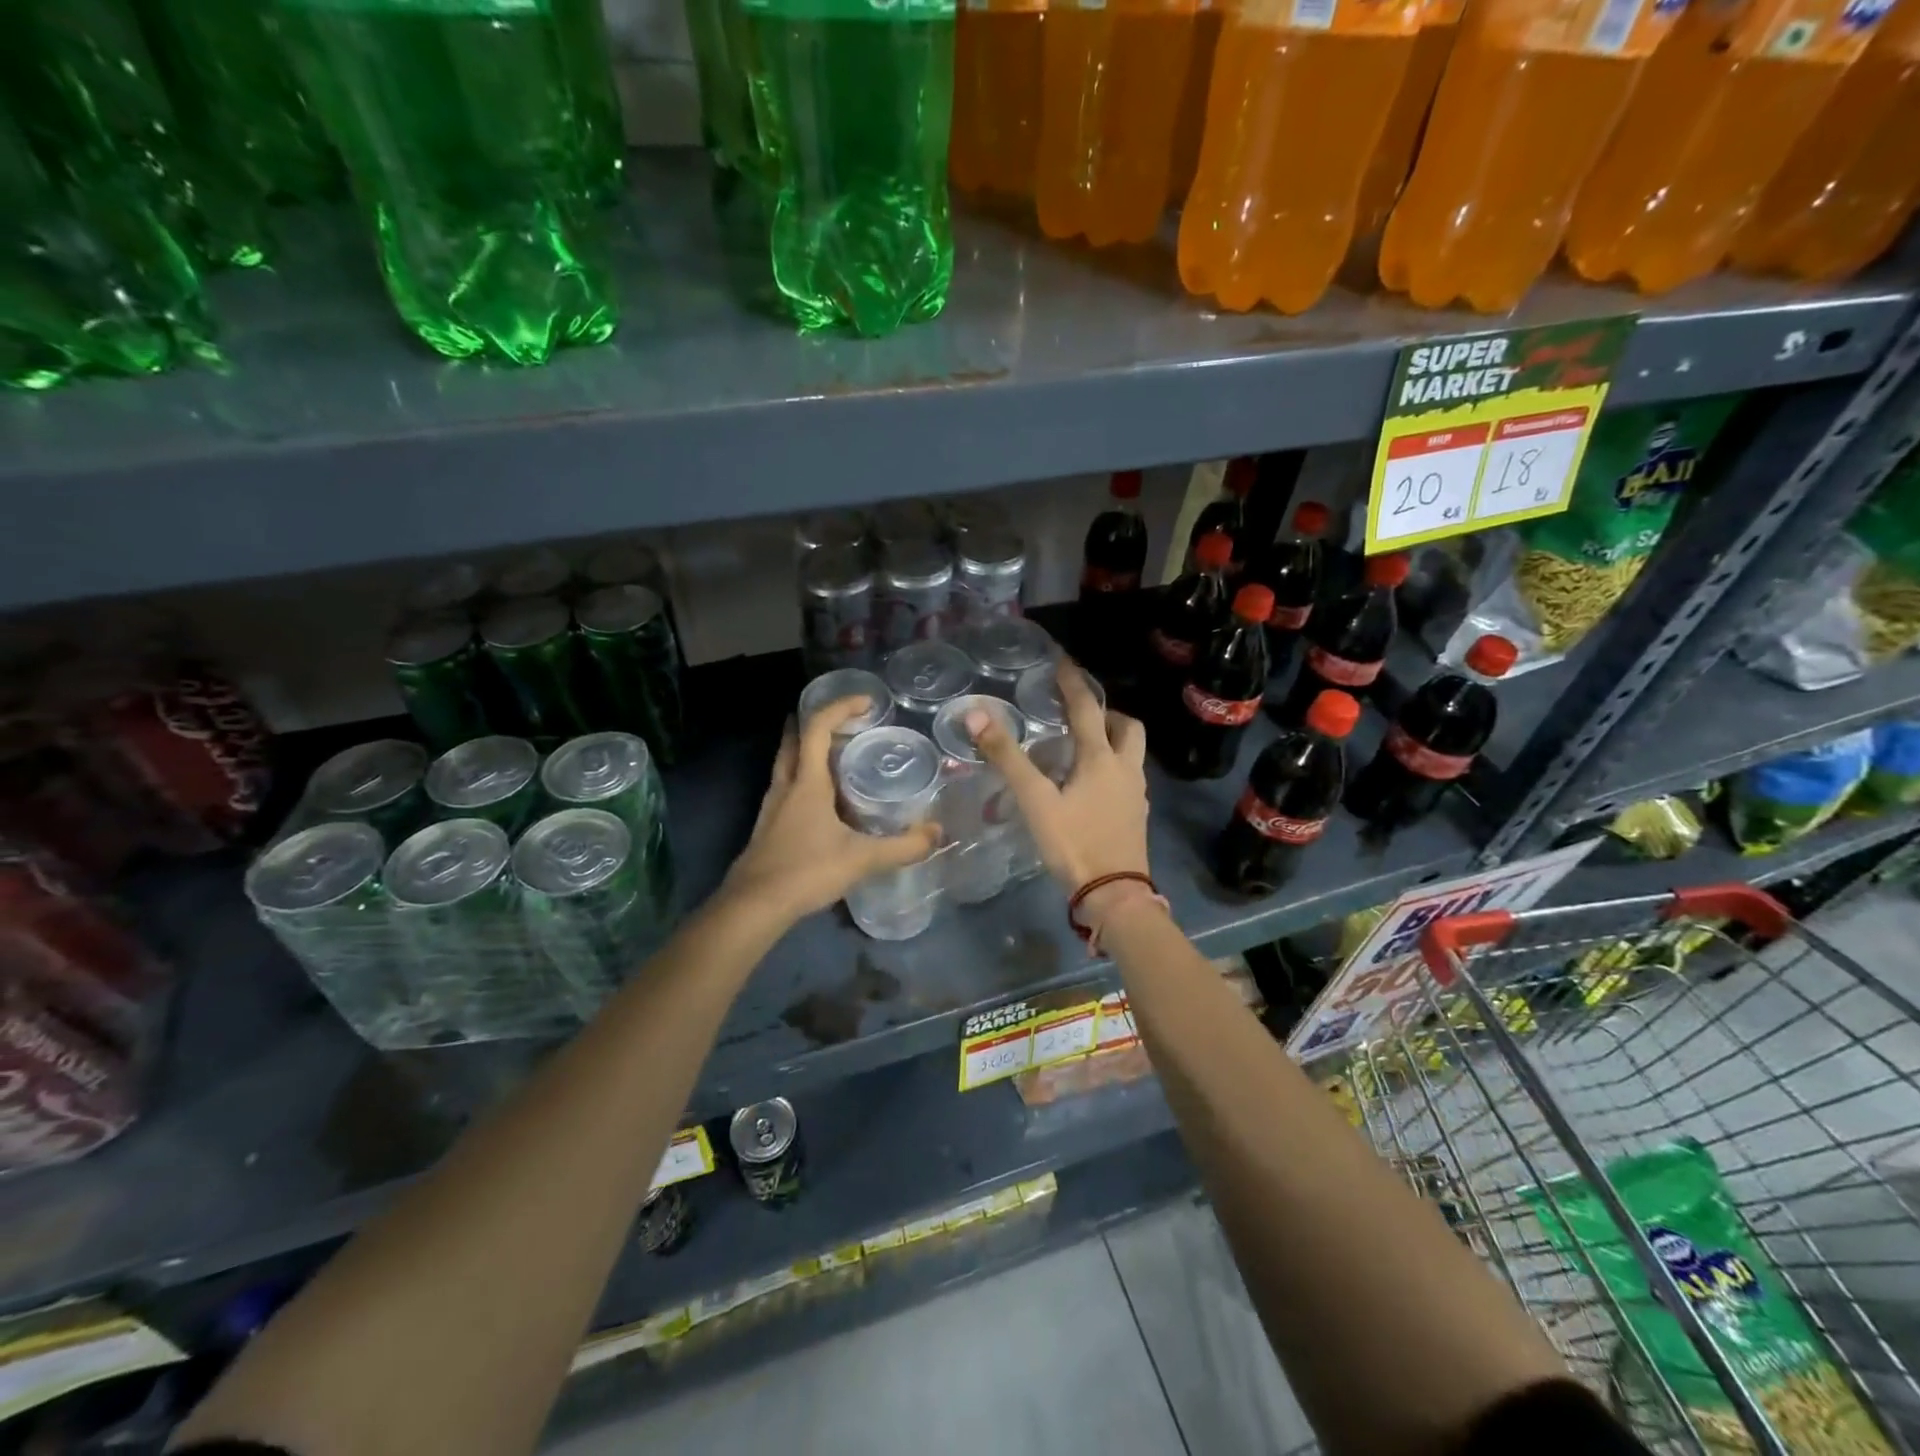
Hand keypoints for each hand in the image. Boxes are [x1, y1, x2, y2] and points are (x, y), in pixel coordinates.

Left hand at [720, 697, 939, 925]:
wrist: (754, 906)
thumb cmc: (806, 871)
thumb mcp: (862, 859)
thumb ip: (903, 847)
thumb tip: (937, 833)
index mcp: (807, 782)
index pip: (817, 727)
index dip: (840, 707)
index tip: (866, 702)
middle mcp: (786, 785)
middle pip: (794, 738)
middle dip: (817, 721)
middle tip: (847, 722)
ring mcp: (772, 805)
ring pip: (787, 761)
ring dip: (807, 749)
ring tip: (838, 754)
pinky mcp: (768, 825)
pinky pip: (786, 786)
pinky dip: (804, 777)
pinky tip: (823, 800)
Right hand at [967, 659, 1150, 898]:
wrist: (1114, 894)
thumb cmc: (1074, 843)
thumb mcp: (1034, 800)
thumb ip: (1007, 757)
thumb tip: (976, 713)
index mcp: (1100, 758)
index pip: (1087, 708)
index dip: (1073, 683)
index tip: (1063, 661)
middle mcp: (1125, 768)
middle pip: (1127, 726)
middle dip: (1106, 712)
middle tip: (1080, 712)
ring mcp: (1136, 793)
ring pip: (1132, 752)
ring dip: (1113, 739)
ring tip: (1083, 746)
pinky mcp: (1137, 814)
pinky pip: (1129, 776)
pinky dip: (1113, 766)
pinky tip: (1092, 784)